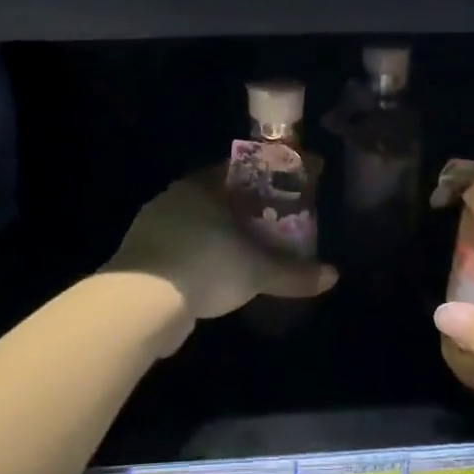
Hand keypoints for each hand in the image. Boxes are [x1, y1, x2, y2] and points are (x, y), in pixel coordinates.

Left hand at [107, 168, 337, 340]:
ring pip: (195, 224)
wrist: (140, 303)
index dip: (265, 179)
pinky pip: (179, 249)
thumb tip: (333, 276)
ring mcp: (153, 226)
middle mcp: (175, 198)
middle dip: (244, 210)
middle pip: (217, 197)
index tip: (284, 190)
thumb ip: (294, 273)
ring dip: (219, 236)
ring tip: (246, 253)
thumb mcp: (257, 271)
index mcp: (202, 186)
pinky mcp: (140, 256)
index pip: (239, 170)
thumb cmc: (206, 266)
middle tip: (272, 224)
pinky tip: (213, 277)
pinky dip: (199, 258)